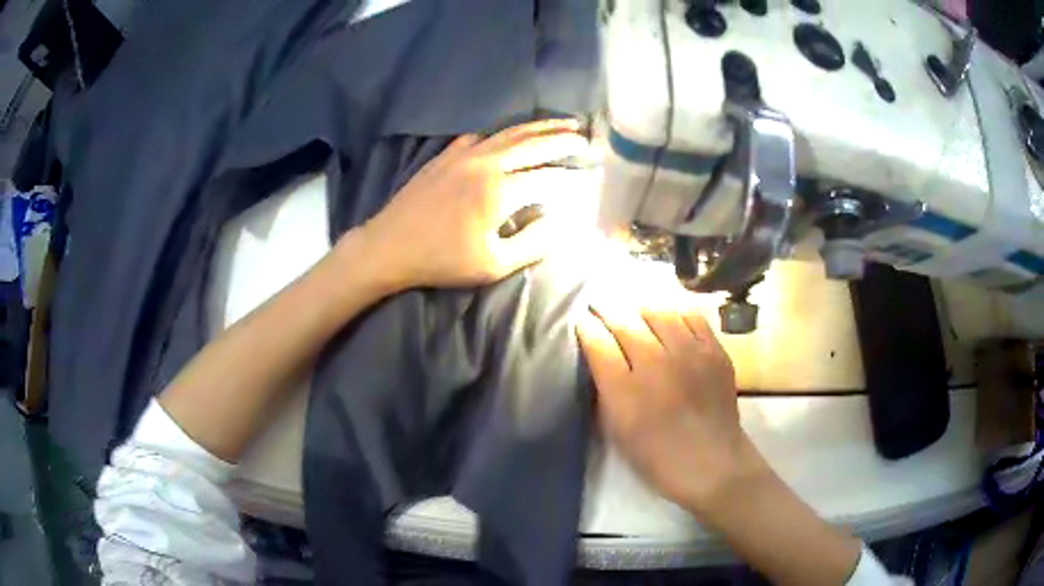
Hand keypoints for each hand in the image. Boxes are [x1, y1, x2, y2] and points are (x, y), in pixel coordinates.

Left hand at [358, 119, 588, 290]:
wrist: (389, 246)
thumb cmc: (441, 260)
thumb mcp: (493, 264)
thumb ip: (533, 243)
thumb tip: (560, 223)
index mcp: (499, 190)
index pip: (547, 177)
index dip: (571, 179)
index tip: (590, 178)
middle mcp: (485, 162)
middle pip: (533, 143)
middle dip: (563, 139)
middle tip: (586, 137)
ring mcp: (463, 154)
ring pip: (510, 133)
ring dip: (539, 127)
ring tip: (563, 123)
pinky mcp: (446, 155)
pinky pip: (481, 136)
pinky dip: (502, 133)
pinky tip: (509, 137)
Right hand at [576, 301, 767, 515]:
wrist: (711, 461)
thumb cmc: (655, 454)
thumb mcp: (616, 428)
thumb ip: (605, 389)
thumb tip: (599, 355)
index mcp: (625, 390)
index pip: (598, 342)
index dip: (586, 326)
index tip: (581, 319)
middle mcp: (655, 364)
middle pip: (625, 322)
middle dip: (607, 309)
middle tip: (600, 303)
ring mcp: (689, 354)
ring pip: (658, 312)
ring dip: (640, 308)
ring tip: (633, 309)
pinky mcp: (714, 351)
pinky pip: (691, 317)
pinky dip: (675, 313)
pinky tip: (668, 318)